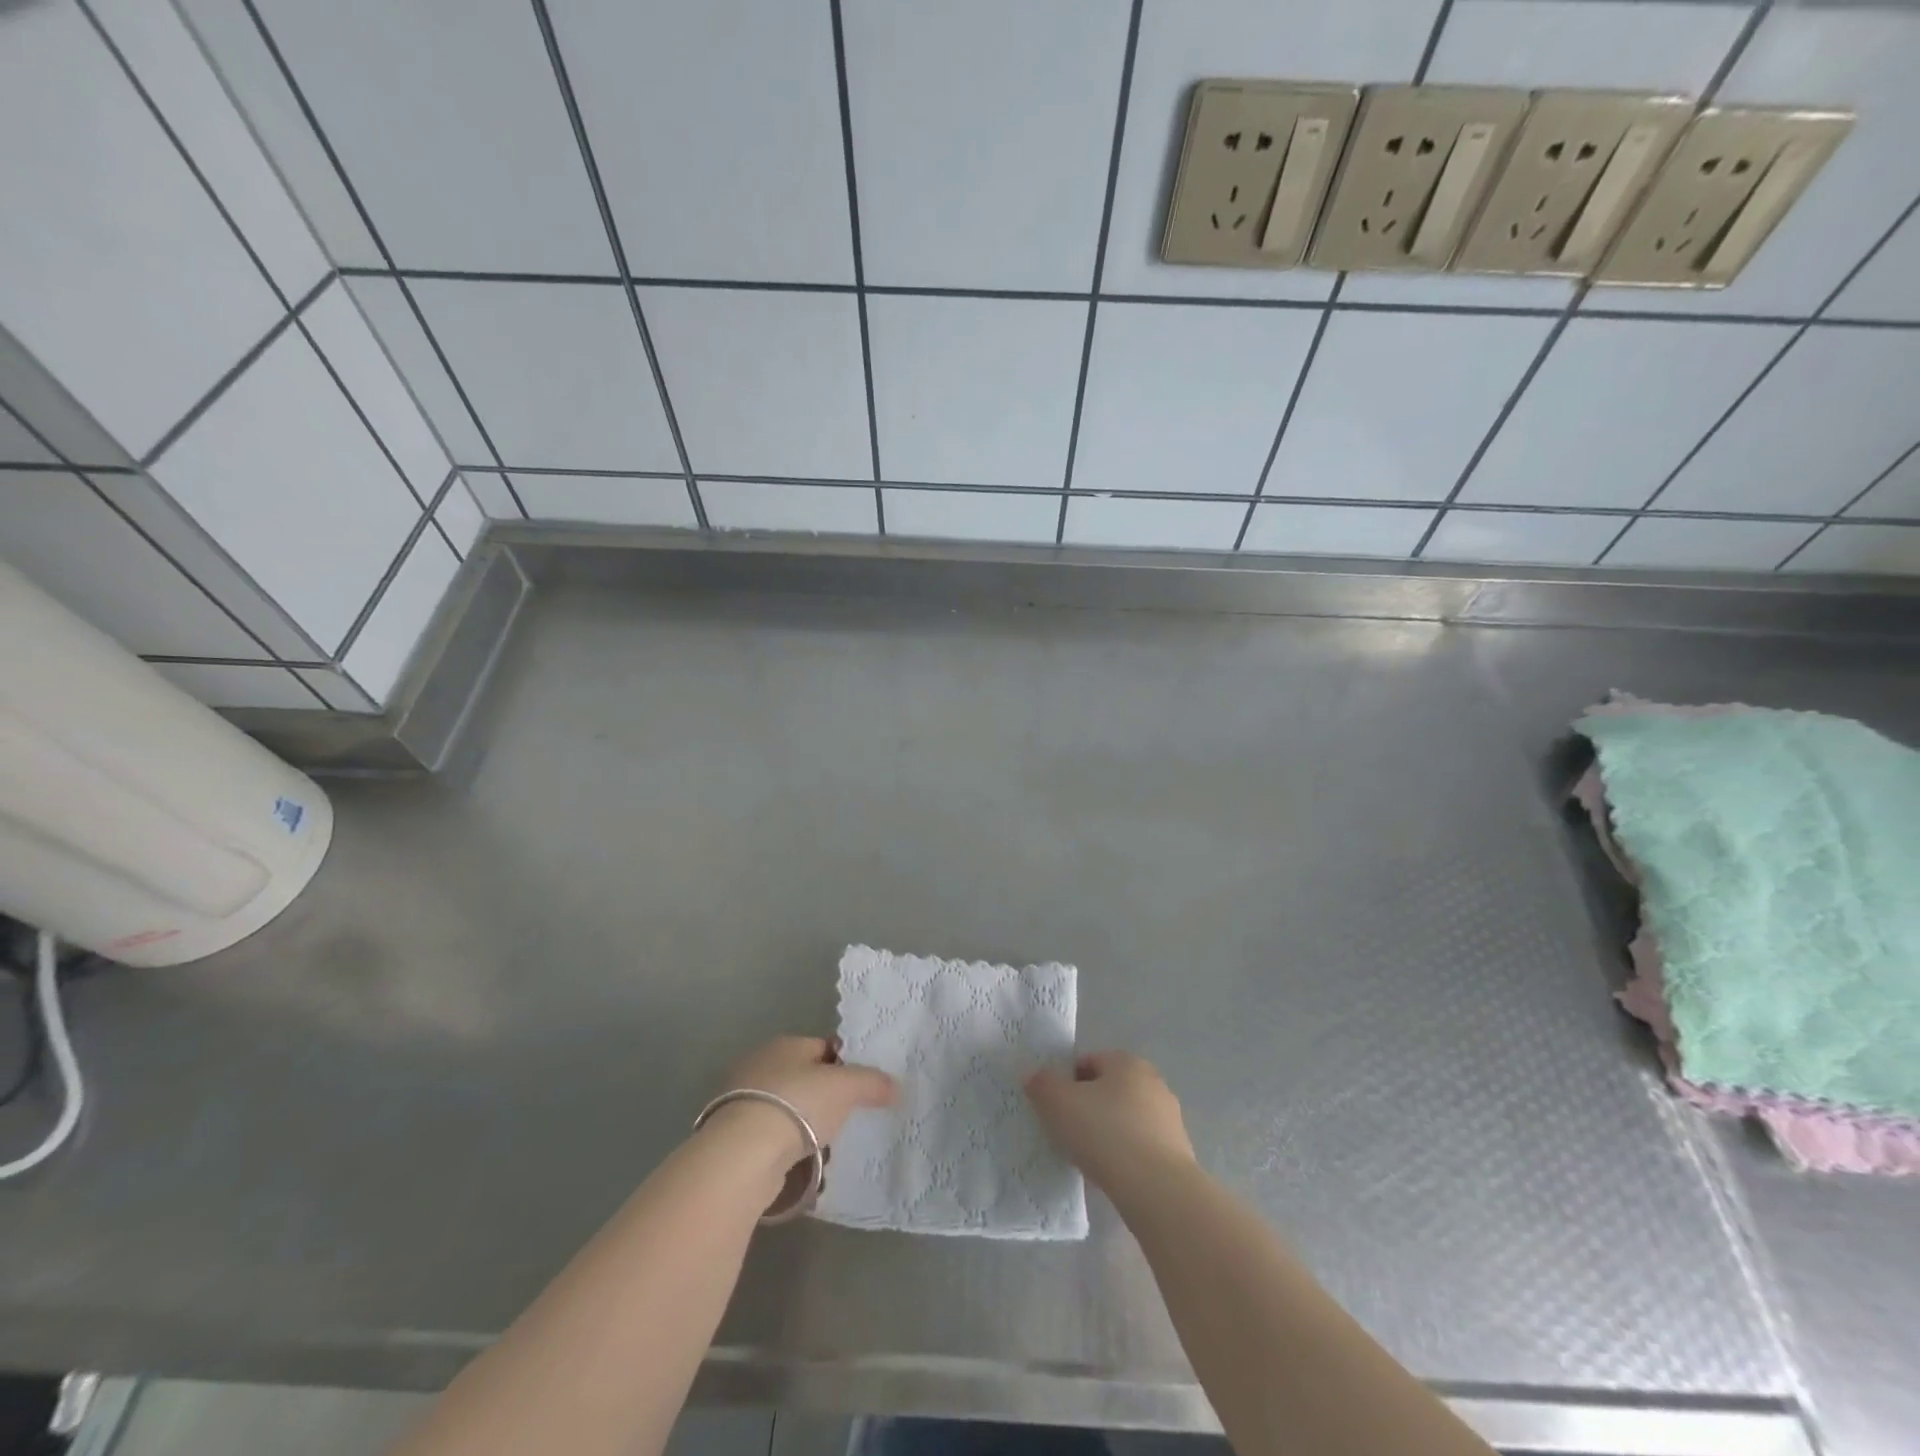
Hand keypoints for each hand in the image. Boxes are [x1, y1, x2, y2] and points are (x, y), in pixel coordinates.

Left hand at [701, 1036, 895, 1192]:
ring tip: (830, 1150)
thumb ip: (873, 1082)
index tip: (864, 1088)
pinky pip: (773, 1140)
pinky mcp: (734, 1138)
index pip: (824, 1048)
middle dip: (827, 1101)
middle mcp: (760, 1066)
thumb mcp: (846, 1087)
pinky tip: (804, 1168)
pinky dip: (789, 1152)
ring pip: (790, 1112)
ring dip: (807, 1130)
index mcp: (786, 1044)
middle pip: (806, 1081)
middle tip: (849, 1120)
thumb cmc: (798, 1105)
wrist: (743, 1155)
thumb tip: (895, 1086)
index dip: (847, 1065)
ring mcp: (743, 1103)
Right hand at [1025, 1051, 1194, 1192]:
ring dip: (1107, 1133)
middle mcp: (1153, 1083)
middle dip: (1087, 1108)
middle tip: (1067, 1132)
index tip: (1054, 1108)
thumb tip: (1035, 1078)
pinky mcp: (1178, 1154)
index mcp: (1127, 1062)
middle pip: (1108, 1090)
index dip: (1066, 1082)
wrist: (1157, 1190)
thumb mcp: (1058, 1103)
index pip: (1088, 1062)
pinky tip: (1111, 1176)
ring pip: (1125, 1120)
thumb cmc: (1105, 1133)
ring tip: (1088, 1158)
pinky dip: (1124, 1157)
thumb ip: (1042, 1084)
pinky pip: (1140, 1148)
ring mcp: (1169, 1119)